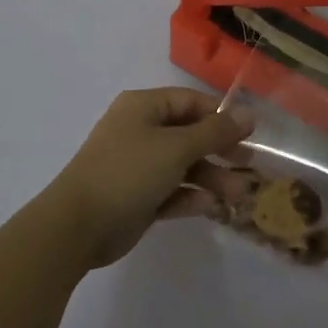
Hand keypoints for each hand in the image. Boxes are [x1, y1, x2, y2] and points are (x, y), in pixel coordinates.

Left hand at [47, 88, 255, 269]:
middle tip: (249, 166)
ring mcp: (137, 166)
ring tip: (238, 195)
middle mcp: (140, 131)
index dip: (221, 116)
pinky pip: (170, 191)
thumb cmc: (129, 172)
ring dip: (211, 178)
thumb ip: (215, 132)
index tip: (250, 134)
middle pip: (190, 135)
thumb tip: (249, 114)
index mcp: (143, 108)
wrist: (78, 226)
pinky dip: (189, 197)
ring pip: (183, 166)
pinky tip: (208, 207)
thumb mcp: (177, 147)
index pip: (191, 102)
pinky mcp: (137, 197)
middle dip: (220, 151)